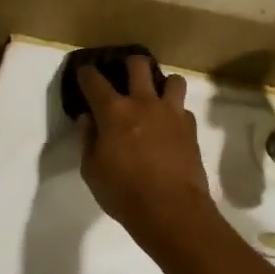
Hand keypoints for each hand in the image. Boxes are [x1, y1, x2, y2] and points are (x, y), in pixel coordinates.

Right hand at [75, 57, 213, 241]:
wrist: (171, 209)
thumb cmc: (123, 192)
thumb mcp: (92, 170)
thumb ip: (88, 140)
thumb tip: (88, 119)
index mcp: (114, 111)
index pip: (94, 81)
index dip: (86, 73)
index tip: (84, 73)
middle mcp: (143, 103)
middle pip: (139, 65)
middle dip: (129, 64)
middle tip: (125, 75)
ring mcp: (171, 113)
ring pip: (173, 80)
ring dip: (162, 84)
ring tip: (155, 97)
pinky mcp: (191, 128)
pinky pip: (183, 109)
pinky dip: (175, 113)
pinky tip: (169, 127)